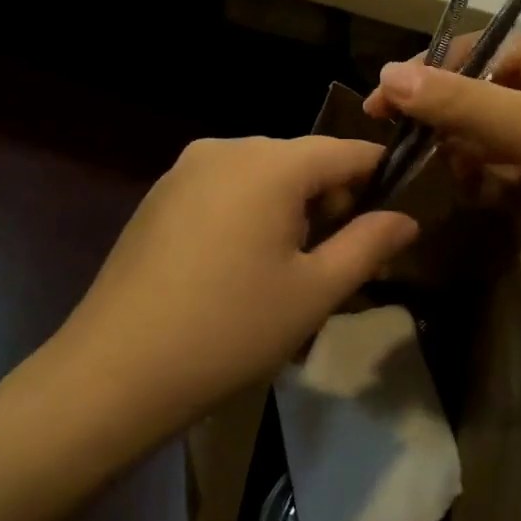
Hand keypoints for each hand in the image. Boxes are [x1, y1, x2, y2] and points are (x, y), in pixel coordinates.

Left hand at [50, 137, 418, 433]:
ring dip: (289, 210)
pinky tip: (239, 268)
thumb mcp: (314, 292)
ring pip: (262, 176)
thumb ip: (368, 245)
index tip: (396, 215)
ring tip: (289, 272)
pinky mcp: (160, 195)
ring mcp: (186, 169)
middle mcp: (226, 148)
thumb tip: (406, 219)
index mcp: (270, 163)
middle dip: (331, 202)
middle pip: (301, 161)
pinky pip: (225, 189)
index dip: (378, 178)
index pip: (345, 151)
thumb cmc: (230, 331)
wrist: (114, 372)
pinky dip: (249, 213)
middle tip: (340, 262)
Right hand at [363, 32, 520, 309]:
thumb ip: (457, 102)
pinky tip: (493, 201)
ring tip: (471, 181)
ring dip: (474, 162)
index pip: (476, 53)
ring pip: (494, 145)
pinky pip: (514, 180)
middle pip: (481, 101)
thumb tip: (387, 72)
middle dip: (451, 127)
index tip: (380, 109)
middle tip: (421, 155)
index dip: (426, 78)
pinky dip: (497, 189)